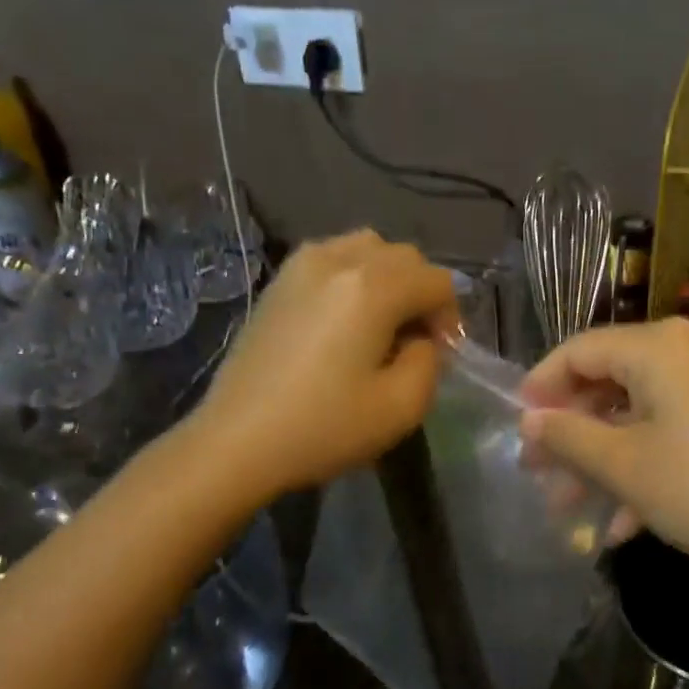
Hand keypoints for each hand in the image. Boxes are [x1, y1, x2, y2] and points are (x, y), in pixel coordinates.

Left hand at [183, 230, 457, 499]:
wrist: (237, 441)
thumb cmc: (324, 427)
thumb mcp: (402, 406)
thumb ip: (430, 361)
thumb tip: (421, 339)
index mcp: (373, 287)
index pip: (437, 281)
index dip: (451, 317)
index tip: (442, 355)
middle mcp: (339, 259)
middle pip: (404, 256)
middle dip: (422, 293)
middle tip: (417, 341)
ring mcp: (302, 265)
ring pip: (367, 248)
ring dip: (389, 278)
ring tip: (383, 323)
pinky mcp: (278, 281)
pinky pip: (332, 257)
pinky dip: (354, 276)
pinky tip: (346, 319)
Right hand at [519, 319, 688, 583]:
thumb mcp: (625, 467)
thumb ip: (569, 438)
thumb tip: (529, 421)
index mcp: (656, 347)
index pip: (578, 351)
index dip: (540, 389)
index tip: (516, 431)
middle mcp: (686, 352)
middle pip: (608, 383)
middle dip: (571, 435)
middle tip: (540, 477)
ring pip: (639, 415)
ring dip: (603, 461)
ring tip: (573, 510)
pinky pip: (673, 432)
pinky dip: (645, 468)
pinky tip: (626, 525)